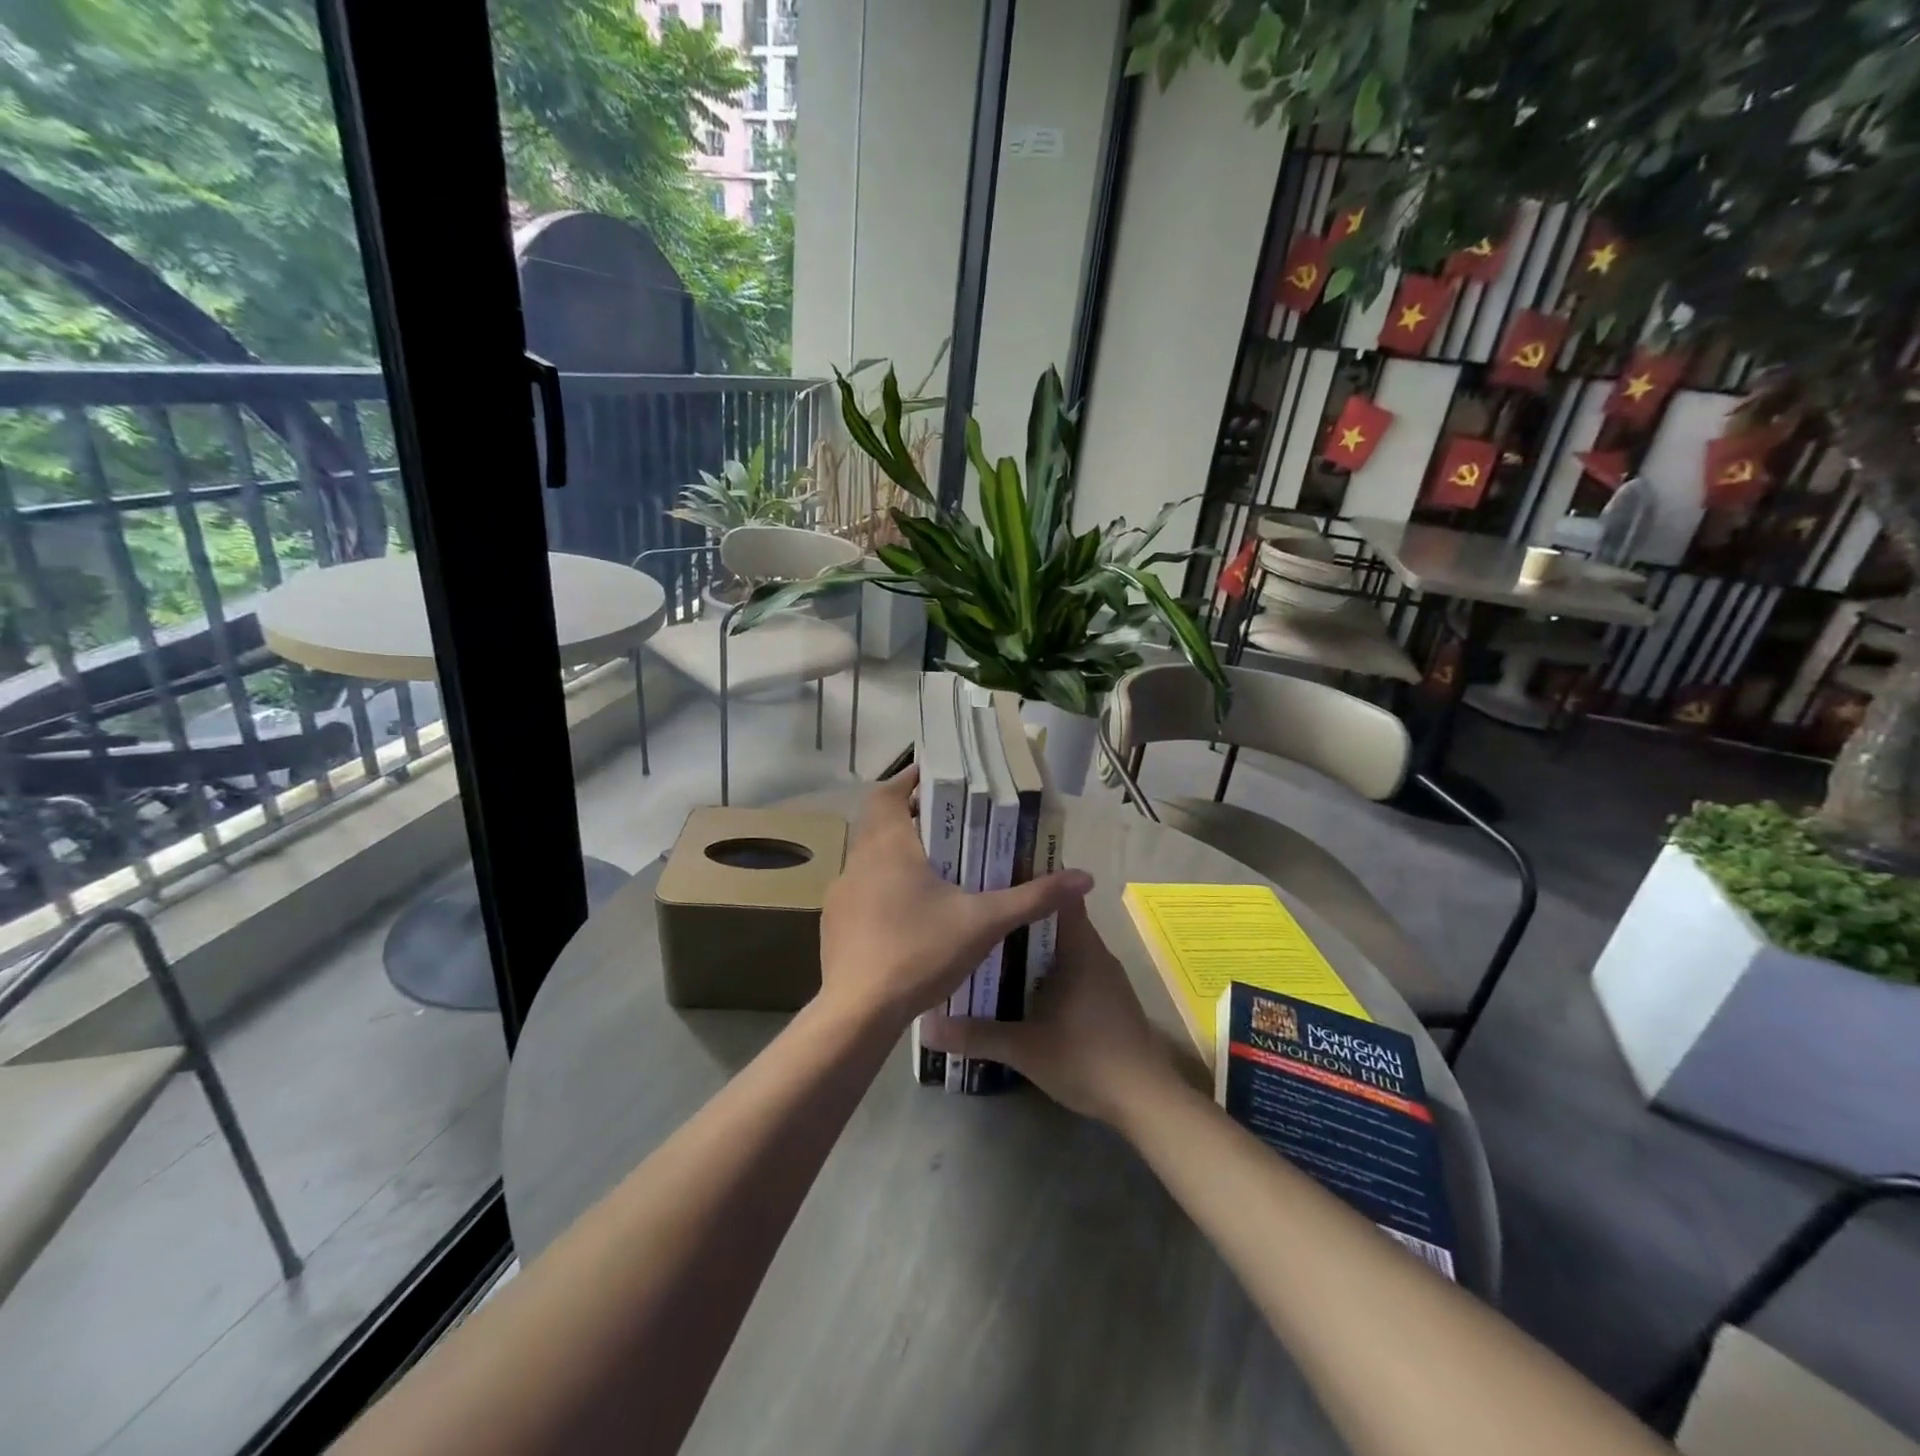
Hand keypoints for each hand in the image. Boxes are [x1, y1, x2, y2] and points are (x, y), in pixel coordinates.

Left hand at [818, 768, 1092, 1025]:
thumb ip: (1032, 898)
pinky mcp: (835, 924)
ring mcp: (842, 894)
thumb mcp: (983, 923)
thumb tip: (1085, 877)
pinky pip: (863, 891)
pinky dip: (885, 888)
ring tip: (938, 868)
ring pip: (870, 858)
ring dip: (899, 855)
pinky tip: (911, 914)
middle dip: (913, 818)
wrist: (857, 1014)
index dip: (909, 780)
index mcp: (888, 846)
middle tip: (952, 824)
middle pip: (880, 822)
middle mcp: (858, 861)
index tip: (938, 779)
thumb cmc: (919, 953)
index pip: (886, 791)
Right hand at [923, 895, 1176, 1124]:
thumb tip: (927, 1027)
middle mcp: (1096, 953)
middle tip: (982, 913)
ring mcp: (1106, 976)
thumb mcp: (1024, 1048)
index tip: (996, 877)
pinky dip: (1049, 967)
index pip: (1059, 896)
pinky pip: (1074, 967)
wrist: (1145, 1100)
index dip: (1031, 882)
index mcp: (1080, 949)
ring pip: (1065, 946)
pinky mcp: (1109, 998)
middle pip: (1057, 920)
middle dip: (1022, 916)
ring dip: (1035, 945)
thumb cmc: (1087, 1059)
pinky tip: (1023, 983)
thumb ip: (976, 1035)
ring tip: (993, 944)